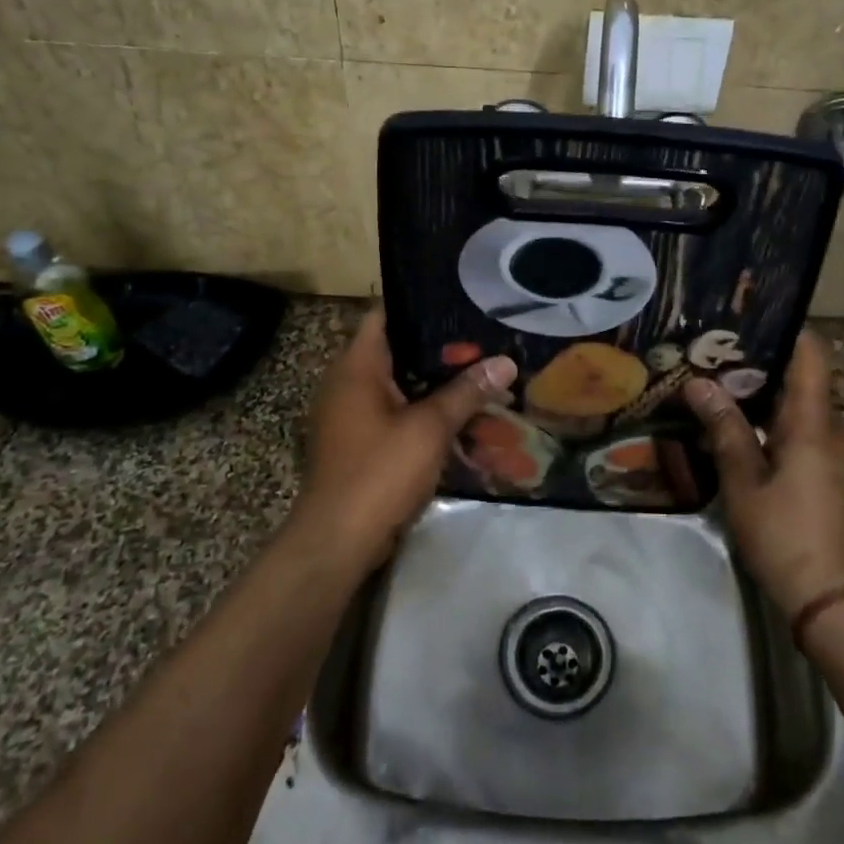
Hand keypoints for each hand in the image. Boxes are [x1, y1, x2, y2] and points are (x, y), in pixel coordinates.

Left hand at [291, 310, 515, 571]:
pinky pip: (402, 416)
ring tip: (486, 377)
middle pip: (401, 352)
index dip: (421, 304)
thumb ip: (467, 392)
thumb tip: (505, 361)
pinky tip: (467, 420)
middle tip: (487, 341)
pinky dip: (430, 415)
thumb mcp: (430, 428)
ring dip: (441, 387)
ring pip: (406, 388)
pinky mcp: (365, 443)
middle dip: (445, 351)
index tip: (461, 300)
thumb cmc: (379, 472)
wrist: (338, 542)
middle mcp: (351, 384)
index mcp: (357, 367)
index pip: (385, 315)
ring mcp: (355, 416)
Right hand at [684, 330, 843, 619]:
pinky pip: (804, 430)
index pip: (812, 354)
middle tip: (714, 355)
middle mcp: (833, 428)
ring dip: (765, 395)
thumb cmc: (785, 532)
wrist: (831, 597)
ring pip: (801, 406)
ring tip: (719, 386)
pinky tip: (740, 428)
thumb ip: (724, 428)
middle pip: (802, 378)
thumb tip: (698, 384)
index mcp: (814, 422)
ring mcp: (836, 452)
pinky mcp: (831, 473)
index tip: (747, 319)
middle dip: (761, 364)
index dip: (786, 329)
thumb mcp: (744, 481)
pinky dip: (774, 421)